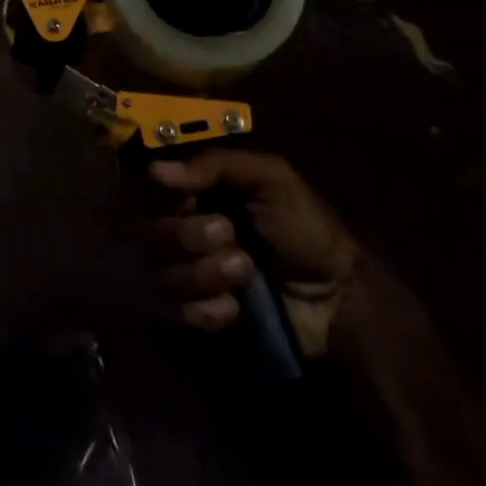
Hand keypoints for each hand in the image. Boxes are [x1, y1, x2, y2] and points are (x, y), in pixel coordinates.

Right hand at [145, 150, 361, 356]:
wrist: (337, 299)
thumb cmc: (303, 229)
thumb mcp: (272, 180)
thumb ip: (217, 165)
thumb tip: (154, 171)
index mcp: (193, 195)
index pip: (148, 190)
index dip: (165, 197)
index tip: (191, 199)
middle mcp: (178, 233)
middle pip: (149, 233)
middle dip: (189, 236)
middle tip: (231, 235)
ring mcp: (182, 279)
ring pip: (159, 275)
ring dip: (204, 274)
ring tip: (246, 273)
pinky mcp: (192, 320)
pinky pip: (171, 317)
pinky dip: (204, 312)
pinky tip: (234, 309)